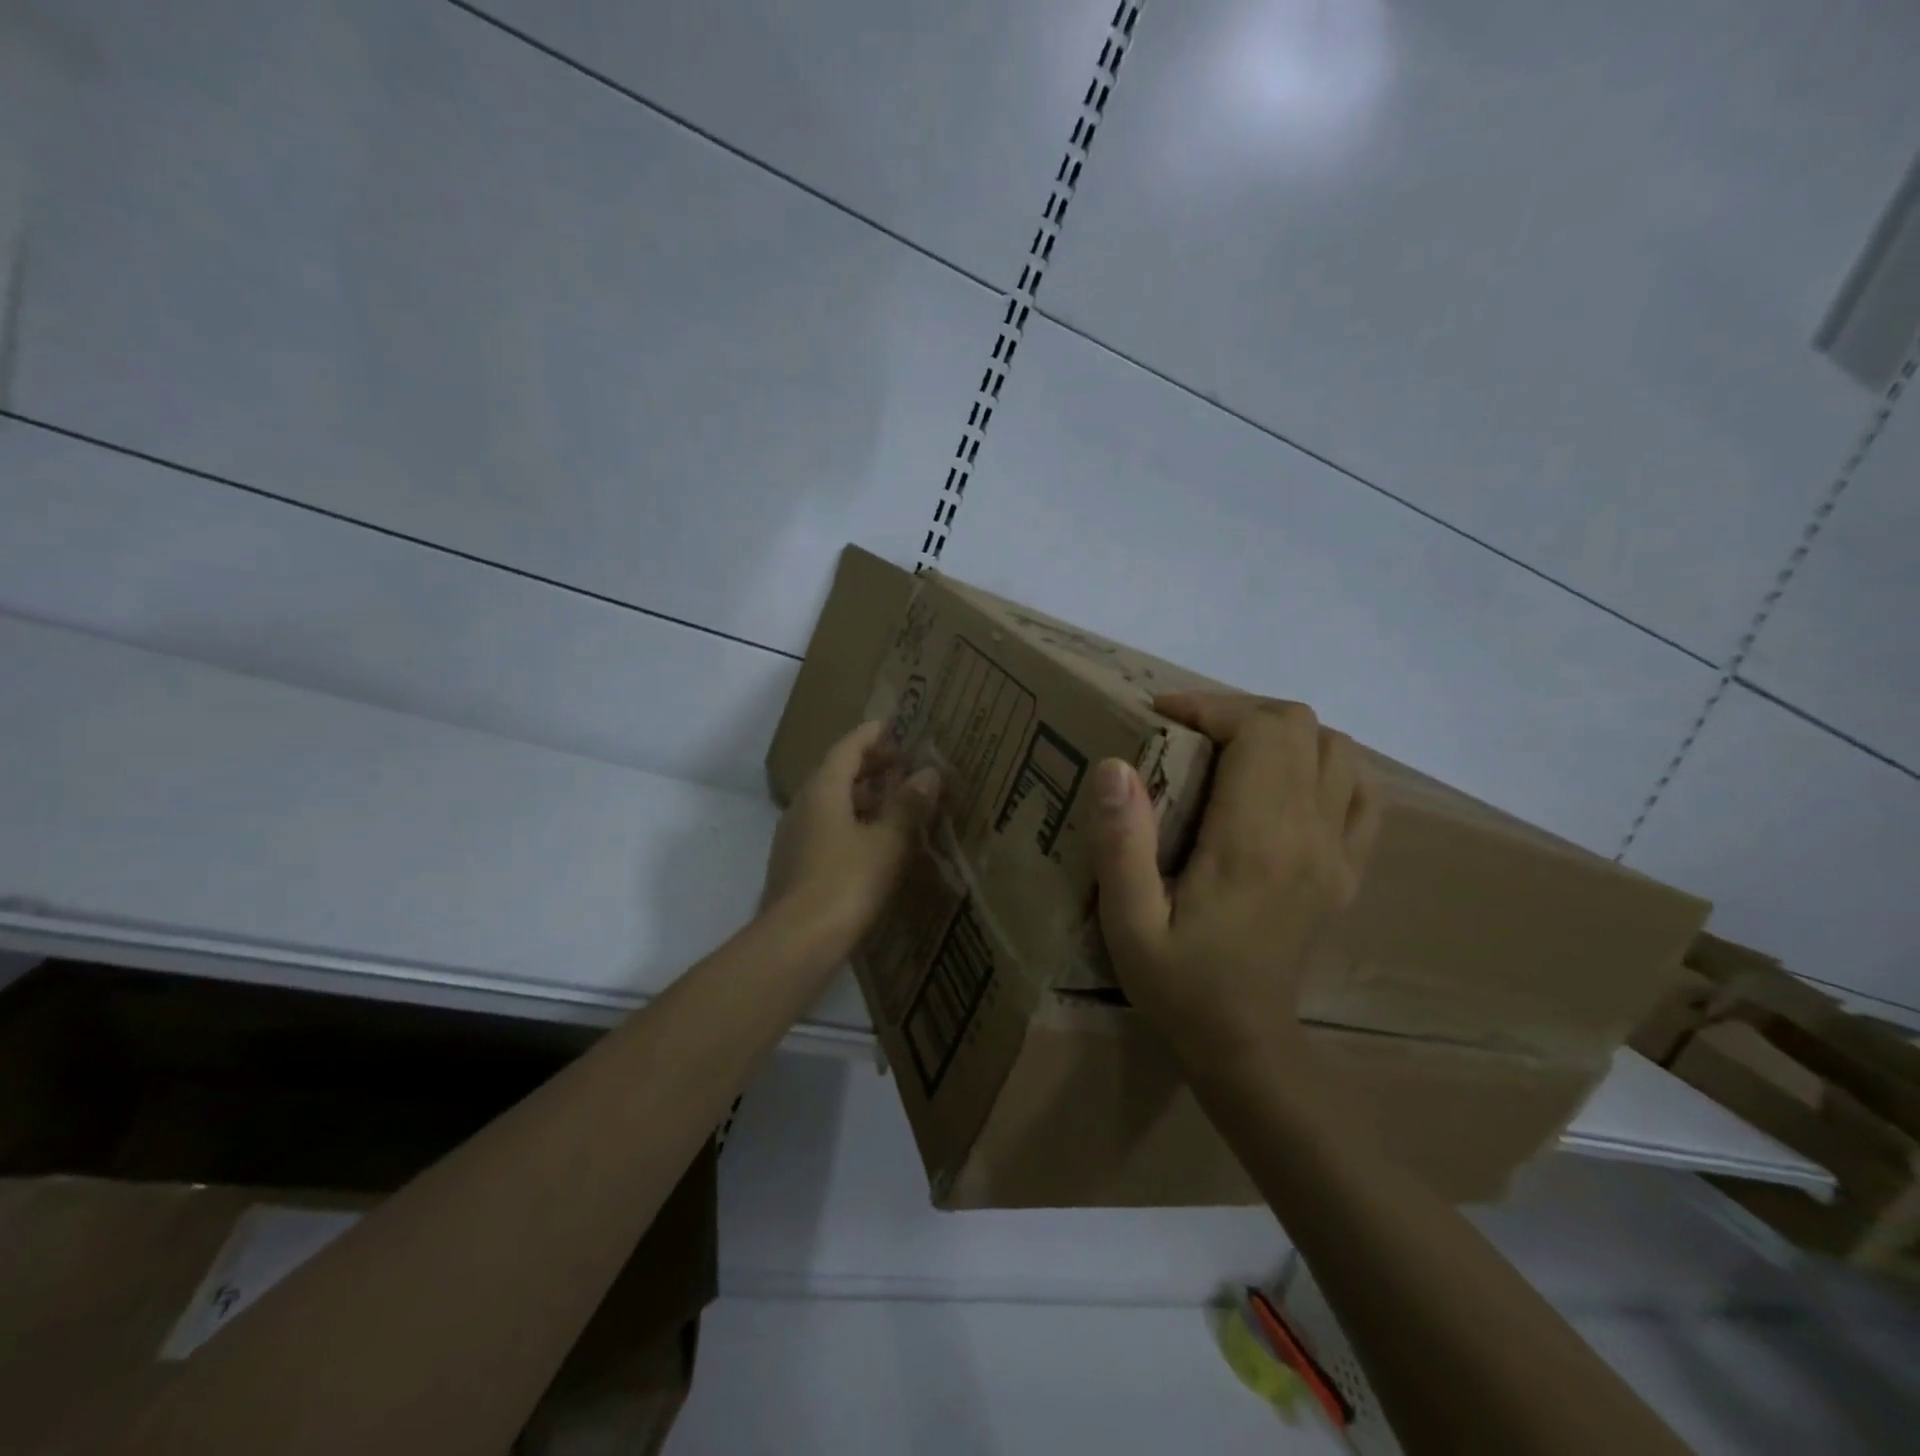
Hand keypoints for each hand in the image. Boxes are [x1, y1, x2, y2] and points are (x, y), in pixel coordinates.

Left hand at [761, 720, 941, 955]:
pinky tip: (874, 841)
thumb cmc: (846, 883)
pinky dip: (852, 822)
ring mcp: (794, 836)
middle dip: (869, 765)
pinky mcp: (795, 865)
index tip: (895, 725)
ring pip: (830, 803)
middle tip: (902, 764)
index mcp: (822, 790)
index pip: (847, 748)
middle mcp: (802, 806)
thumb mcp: (887, 842)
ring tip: (895, 802)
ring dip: (862, 796)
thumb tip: (928, 773)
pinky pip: (826, 828)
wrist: (797, 943)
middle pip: (836, 773)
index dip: (872, 735)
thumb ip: (908, 806)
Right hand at [1091, 693, 1379, 1060]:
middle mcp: (1309, 834)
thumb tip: (1115, 765)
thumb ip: (1121, 844)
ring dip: (1282, 733)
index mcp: (1255, 840)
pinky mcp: (1348, 870)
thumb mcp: (1128, 923)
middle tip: (1188, 732)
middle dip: (1239, 711)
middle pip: (1300, 726)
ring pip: (1337, 748)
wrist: (1244, 1046)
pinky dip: (1329, 766)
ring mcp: (1338, 851)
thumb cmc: (1178, 983)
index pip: (1260, 730)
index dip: (1210, 706)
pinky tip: (1288, 782)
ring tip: (1231, 751)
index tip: (1162, 716)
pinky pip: (1363, 793)